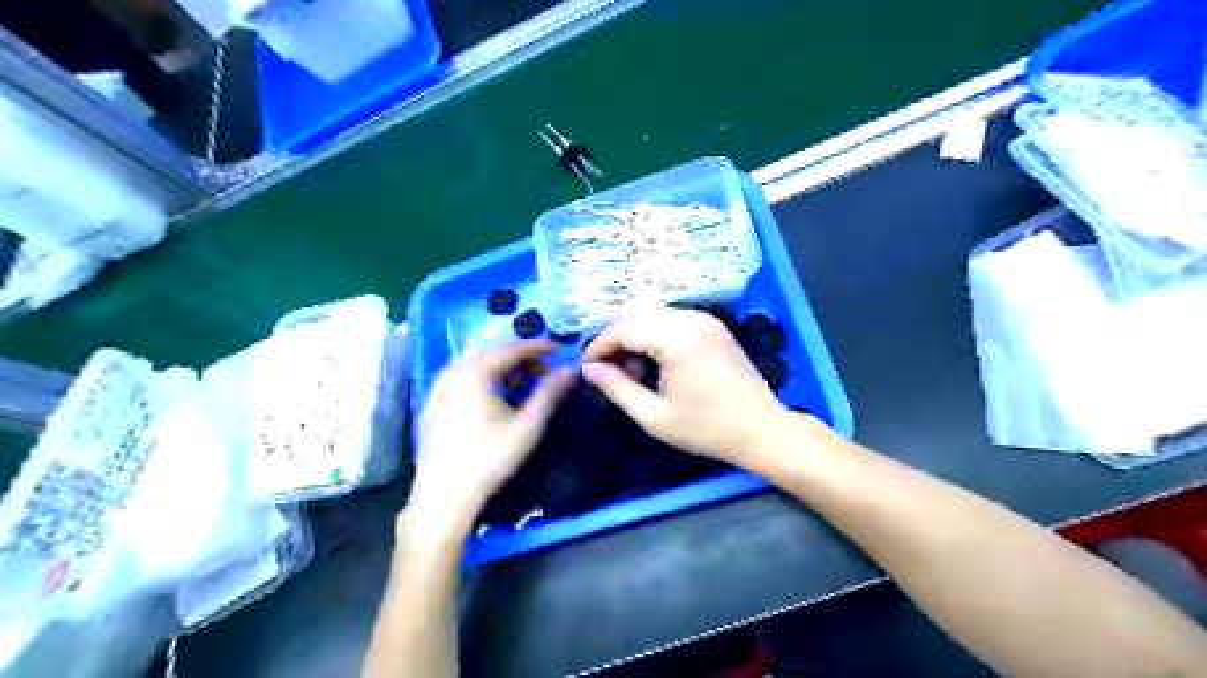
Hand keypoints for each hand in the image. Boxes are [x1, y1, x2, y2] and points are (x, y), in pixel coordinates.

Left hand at [407, 343, 570, 537]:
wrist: (444, 495)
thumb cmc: (490, 458)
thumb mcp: (527, 426)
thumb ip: (549, 394)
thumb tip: (568, 371)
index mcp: (475, 373)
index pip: (510, 349)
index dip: (536, 347)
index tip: (556, 348)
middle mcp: (453, 373)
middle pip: (488, 351)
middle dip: (515, 356)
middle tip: (538, 372)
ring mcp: (437, 390)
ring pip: (470, 364)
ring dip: (496, 367)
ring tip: (516, 387)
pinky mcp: (430, 407)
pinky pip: (457, 379)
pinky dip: (478, 379)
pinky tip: (488, 402)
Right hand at [580, 306, 789, 463]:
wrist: (761, 429)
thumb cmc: (707, 428)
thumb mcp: (654, 416)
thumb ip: (617, 388)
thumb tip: (589, 370)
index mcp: (676, 337)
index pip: (622, 329)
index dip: (598, 347)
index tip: (586, 370)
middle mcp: (690, 318)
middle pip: (635, 314)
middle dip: (615, 339)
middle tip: (608, 371)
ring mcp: (704, 318)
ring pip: (652, 313)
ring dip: (634, 336)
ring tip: (634, 372)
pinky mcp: (713, 325)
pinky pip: (671, 319)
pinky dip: (654, 335)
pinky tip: (656, 363)